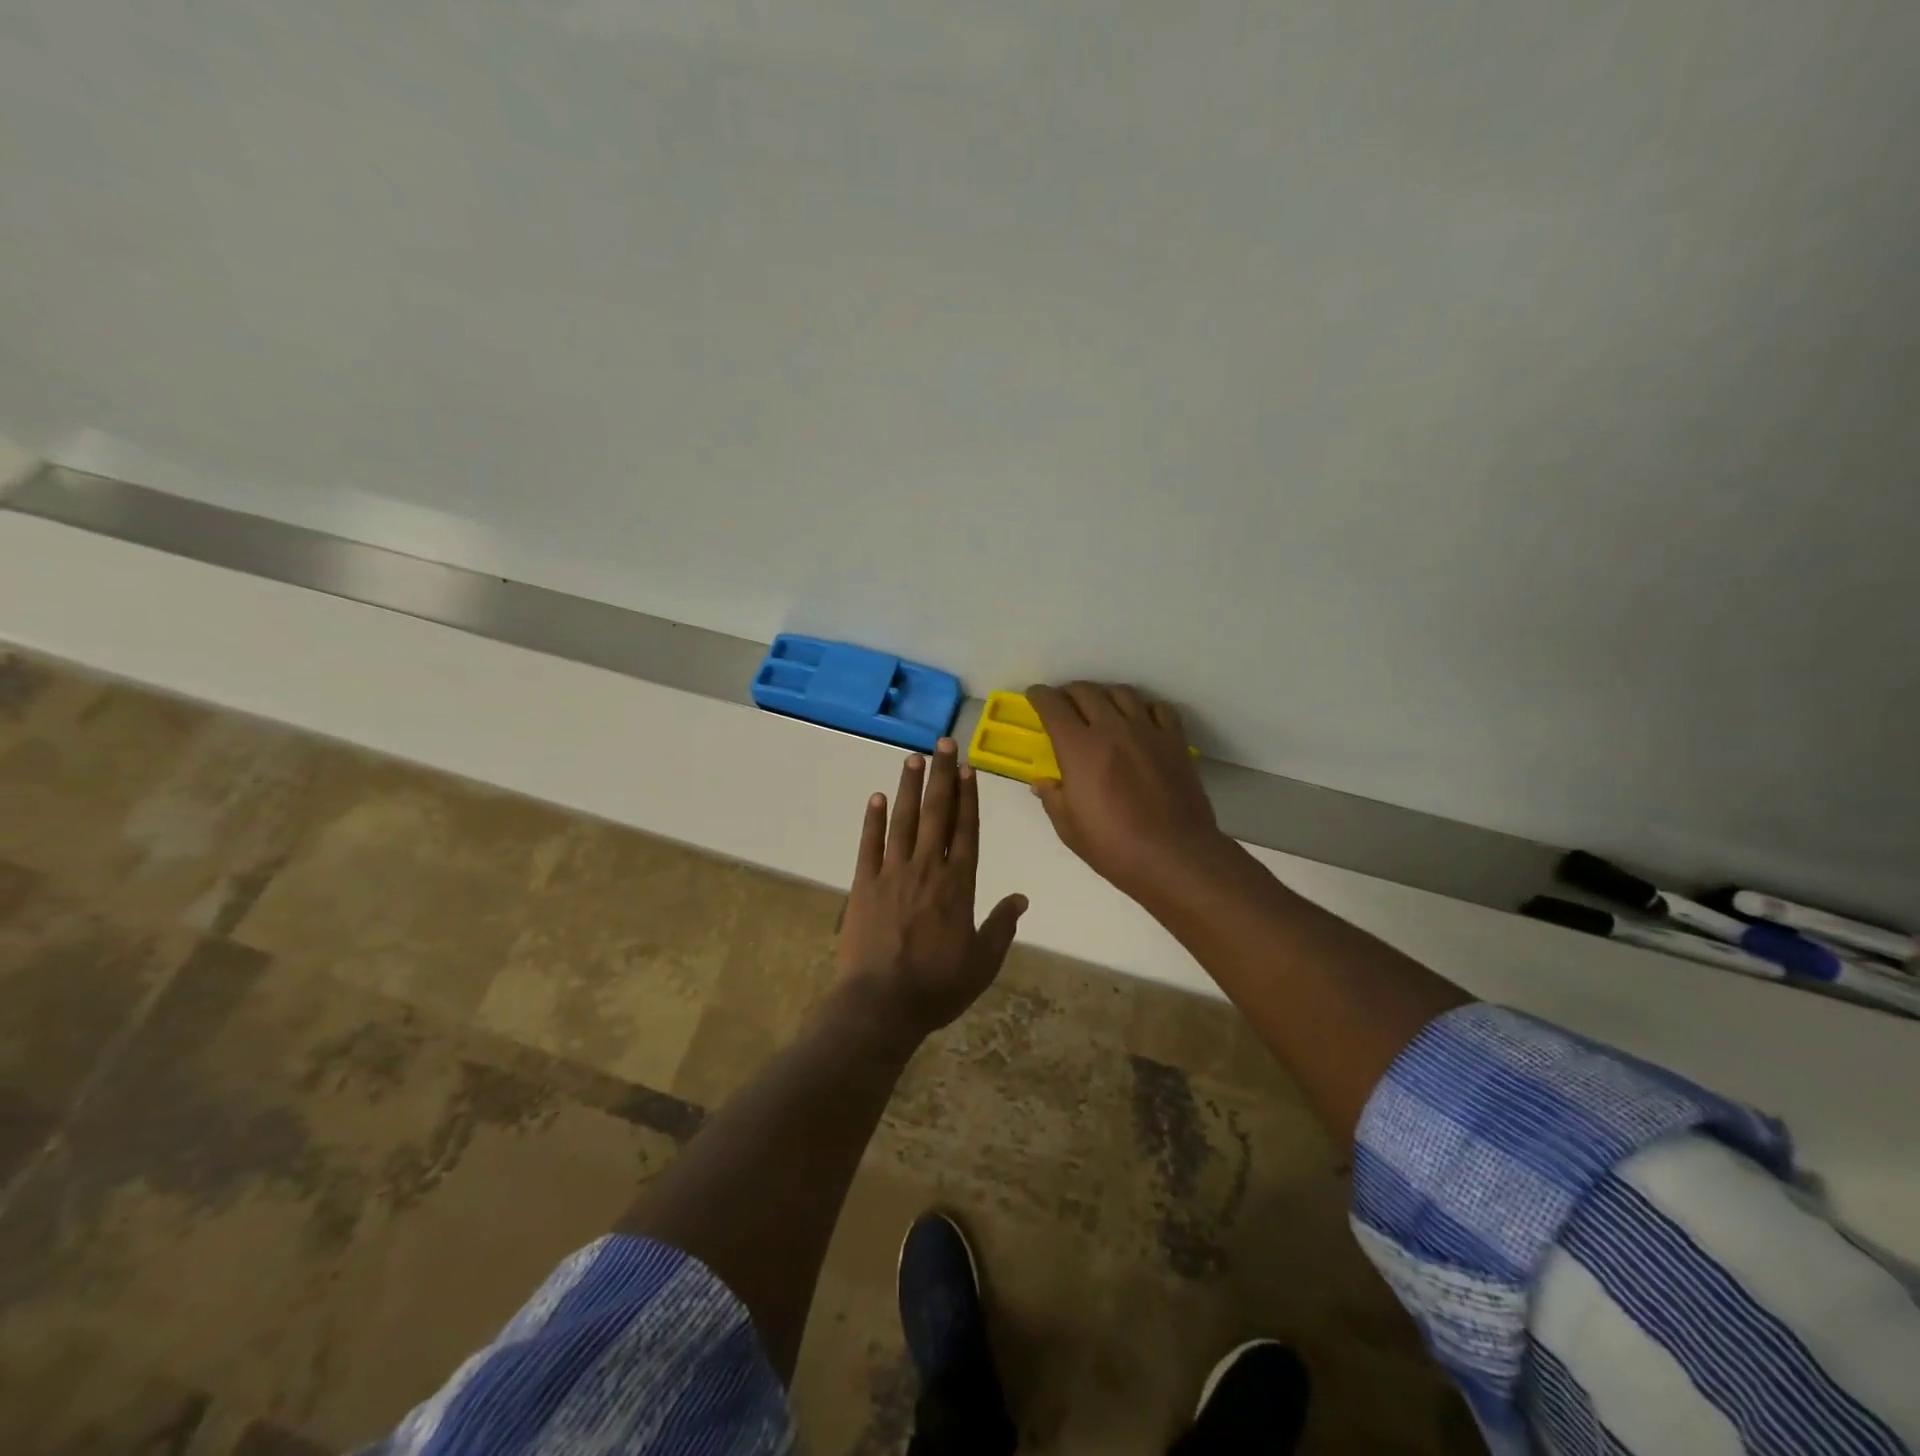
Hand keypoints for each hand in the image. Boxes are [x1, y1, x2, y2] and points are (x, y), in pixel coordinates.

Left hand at [836, 738, 1027, 1039]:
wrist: (881, 1004)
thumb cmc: (937, 986)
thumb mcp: (983, 962)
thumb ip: (1002, 927)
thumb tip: (1022, 898)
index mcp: (959, 884)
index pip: (967, 829)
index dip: (968, 797)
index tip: (968, 768)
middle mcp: (927, 868)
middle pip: (936, 813)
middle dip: (942, 776)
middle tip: (943, 744)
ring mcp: (893, 873)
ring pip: (903, 820)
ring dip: (909, 787)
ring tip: (913, 758)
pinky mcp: (864, 884)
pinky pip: (870, 844)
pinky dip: (873, 819)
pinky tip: (877, 797)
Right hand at [1026, 683, 1231, 900]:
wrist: (1175, 856)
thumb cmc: (1114, 847)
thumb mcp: (1069, 829)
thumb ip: (1052, 798)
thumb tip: (1043, 782)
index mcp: (1079, 749)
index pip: (1053, 706)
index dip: (1040, 696)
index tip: (1034, 696)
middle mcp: (1112, 729)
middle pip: (1086, 691)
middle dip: (1068, 692)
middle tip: (1063, 704)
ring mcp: (1147, 731)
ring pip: (1122, 693)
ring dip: (1104, 695)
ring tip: (1100, 708)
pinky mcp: (1174, 740)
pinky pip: (1158, 708)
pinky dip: (1143, 708)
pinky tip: (1140, 721)